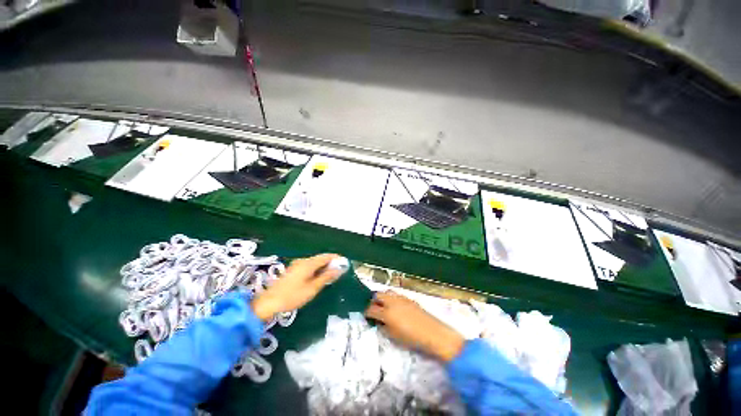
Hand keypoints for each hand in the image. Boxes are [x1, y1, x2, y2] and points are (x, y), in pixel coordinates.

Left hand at [251, 254, 343, 321]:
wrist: (269, 302)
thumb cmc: (293, 296)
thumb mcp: (312, 288)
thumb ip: (326, 277)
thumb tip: (338, 269)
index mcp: (308, 263)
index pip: (326, 257)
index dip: (336, 258)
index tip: (344, 262)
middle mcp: (303, 261)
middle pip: (320, 258)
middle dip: (330, 262)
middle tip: (339, 270)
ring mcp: (297, 265)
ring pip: (315, 262)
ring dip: (323, 266)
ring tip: (331, 274)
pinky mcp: (293, 270)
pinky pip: (309, 265)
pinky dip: (317, 269)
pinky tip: (319, 276)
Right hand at [365, 291, 464, 361]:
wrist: (432, 332)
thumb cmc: (411, 338)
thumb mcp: (393, 336)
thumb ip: (383, 327)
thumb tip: (378, 322)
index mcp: (386, 313)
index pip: (371, 309)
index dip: (366, 312)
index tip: (365, 315)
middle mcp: (392, 302)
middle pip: (377, 295)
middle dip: (373, 301)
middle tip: (374, 309)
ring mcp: (400, 298)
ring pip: (387, 292)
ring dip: (382, 297)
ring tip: (383, 305)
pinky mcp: (408, 298)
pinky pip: (396, 294)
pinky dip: (391, 297)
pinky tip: (395, 305)